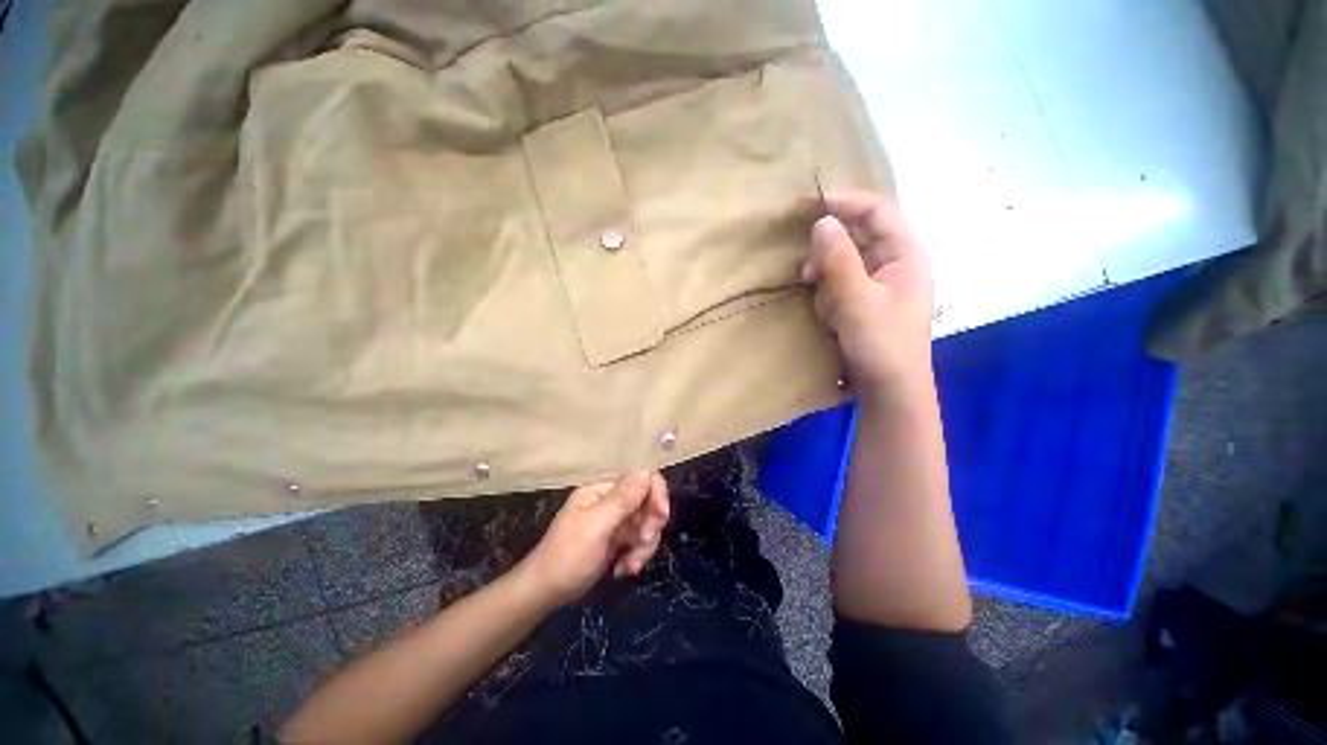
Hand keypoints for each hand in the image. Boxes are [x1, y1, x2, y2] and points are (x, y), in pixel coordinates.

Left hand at [517, 471, 670, 607]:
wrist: (544, 593)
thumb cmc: (566, 557)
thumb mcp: (595, 527)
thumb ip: (622, 500)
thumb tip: (646, 470)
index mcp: (603, 489)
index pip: (641, 478)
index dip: (656, 494)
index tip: (661, 517)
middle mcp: (611, 500)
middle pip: (648, 502)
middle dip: (650, 525)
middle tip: (642, 544)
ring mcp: (615, 520)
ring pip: (647, 524)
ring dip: (644, 546)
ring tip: (629, 567)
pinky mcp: (617, 538)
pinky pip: (639, 541)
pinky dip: (636, 555)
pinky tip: (623, 570)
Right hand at [801, 190, 933, 394]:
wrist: (889, 388)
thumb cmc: (881, 343)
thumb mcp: (857, 300)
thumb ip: (838, 260)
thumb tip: (822, 221)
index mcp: (905, 253)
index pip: (876, 210)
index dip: (844, 201)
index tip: (807, 204)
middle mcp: (894, 261)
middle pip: (857, 235)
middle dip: (829, 251)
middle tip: (808, 271)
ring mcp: (878, 282)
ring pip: (843, 261)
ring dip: (826, 276)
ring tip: (822, 301)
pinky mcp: (864, 300)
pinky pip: (840, 282)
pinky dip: (828, 293)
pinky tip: (829, 314)